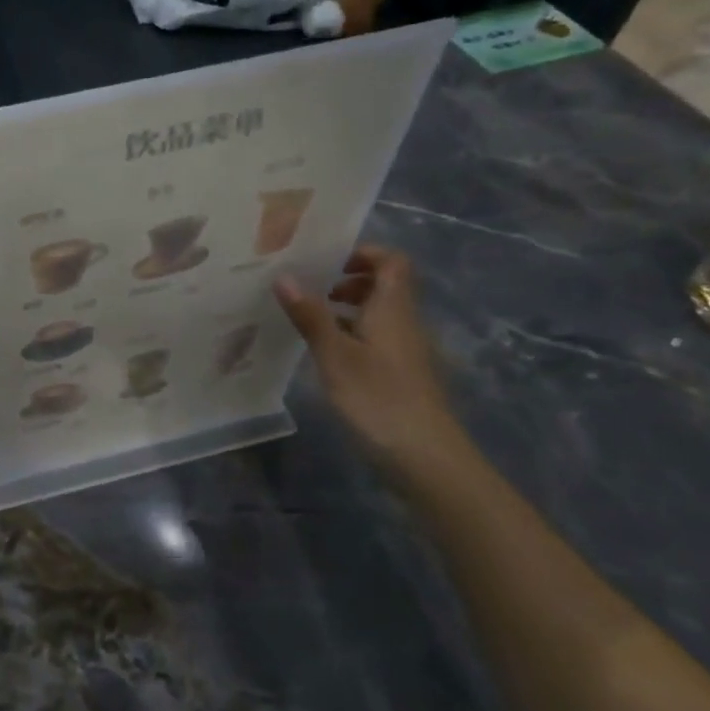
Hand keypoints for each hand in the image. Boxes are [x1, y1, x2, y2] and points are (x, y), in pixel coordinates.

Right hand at [274, 246, 464, 461]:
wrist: (426, 457)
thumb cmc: (379, 398)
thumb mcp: (335, 355)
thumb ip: (310, 315)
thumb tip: (284, 276)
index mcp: (393, 309)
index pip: (392, 261)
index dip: (363, 253)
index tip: (326, 260)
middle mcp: (404, 322)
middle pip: (384, 285)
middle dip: (347, 280)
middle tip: (309, 288)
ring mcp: (405, 350)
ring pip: (378, 313)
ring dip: (346, 308)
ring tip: (308, 318)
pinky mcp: (401, 374)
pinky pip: (375, 337)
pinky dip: (351, 334)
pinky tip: (325, 352)